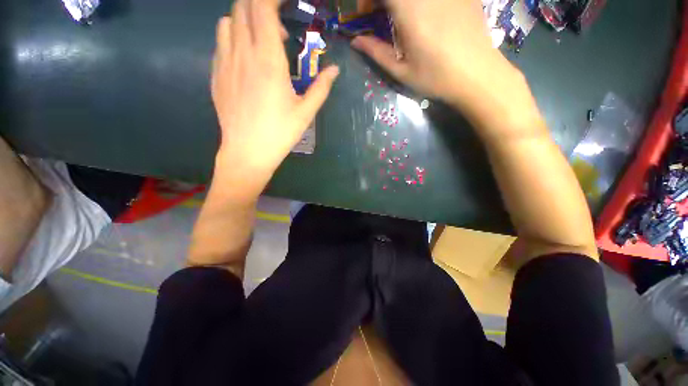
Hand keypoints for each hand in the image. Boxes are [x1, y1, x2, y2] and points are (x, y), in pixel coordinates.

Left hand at [211, 0, 338, 198]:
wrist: (247, 152)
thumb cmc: (280, 133)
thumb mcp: (306, 112)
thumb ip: (321, 88)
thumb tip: (334, 70)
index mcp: (269, 61)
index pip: (263, 8)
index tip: (285, 3)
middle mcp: (243, 53)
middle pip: (243, 7)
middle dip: (260, 6)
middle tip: (278, 28)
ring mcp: (224, 62)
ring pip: (227, 21)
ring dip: (244, 21)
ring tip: (260, 42)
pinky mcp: (216, 73)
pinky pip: (220, 42)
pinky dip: (233, 38)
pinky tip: (246, 58)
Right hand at [351, 0, 528, 128]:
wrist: (477, 75)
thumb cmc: (435, 77)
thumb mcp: (401, 70)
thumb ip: (376, 52)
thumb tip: (355, 41)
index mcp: (409, 9)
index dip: (368, 0)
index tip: (366, 13)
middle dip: (384, 2)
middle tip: (382, 14)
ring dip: (402, 4)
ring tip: (403, 18)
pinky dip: (421, 4)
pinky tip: (426, 16)